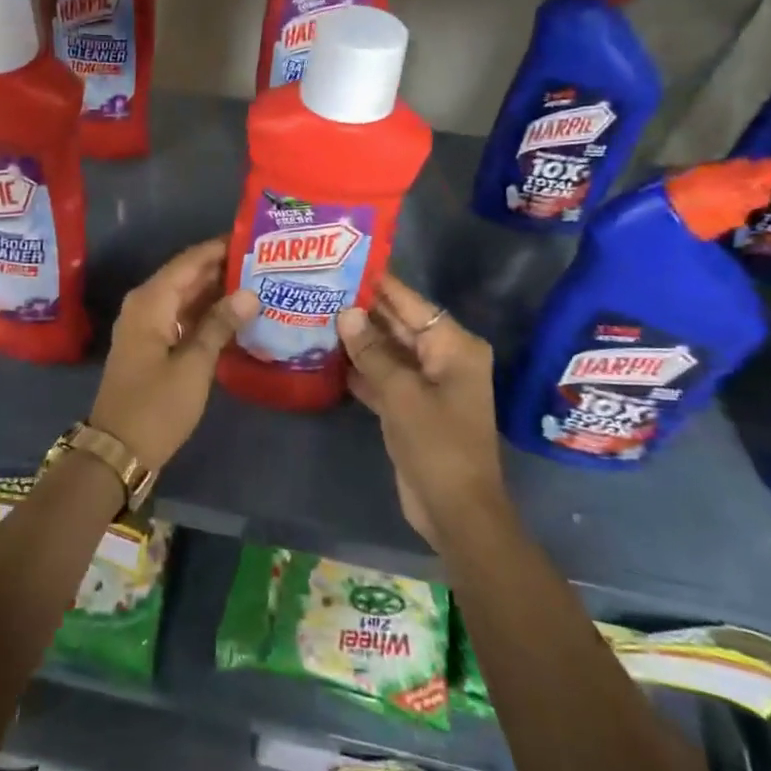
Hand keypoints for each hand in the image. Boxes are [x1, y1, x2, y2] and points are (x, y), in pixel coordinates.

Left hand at [89, 239, 259, 473]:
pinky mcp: (152, 345)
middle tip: (266, 262)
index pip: (190, 260)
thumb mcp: (193, 365)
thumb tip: (249, 293)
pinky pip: (182, 317)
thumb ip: (220, 325)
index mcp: (151, 301)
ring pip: (186, 297)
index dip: (221, 248)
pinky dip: (206, 314)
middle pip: (188, 276)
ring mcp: (147, 326)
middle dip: (224, 269)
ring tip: (260, 283)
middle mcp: (145, 305)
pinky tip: (237, 316)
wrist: (118, 450)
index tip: (255, 238)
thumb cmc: (156, 407)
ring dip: (217, 292)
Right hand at [338, 276, 504, 550]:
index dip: (380, 284)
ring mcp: (426, 384)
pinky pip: (383, 377)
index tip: (347, 261)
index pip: (412, 303)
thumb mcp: (401, 393)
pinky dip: (360, 369)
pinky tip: (326, 356)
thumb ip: (372, 352)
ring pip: (388, 352)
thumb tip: (346, 313)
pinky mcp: (410, 407)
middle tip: (322, 286)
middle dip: (363, 311)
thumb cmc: (437, 444)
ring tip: (316, 313)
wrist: (454, 509)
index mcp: (454, 347)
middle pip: (399, 325)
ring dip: (357, 340)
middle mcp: (443, 358)